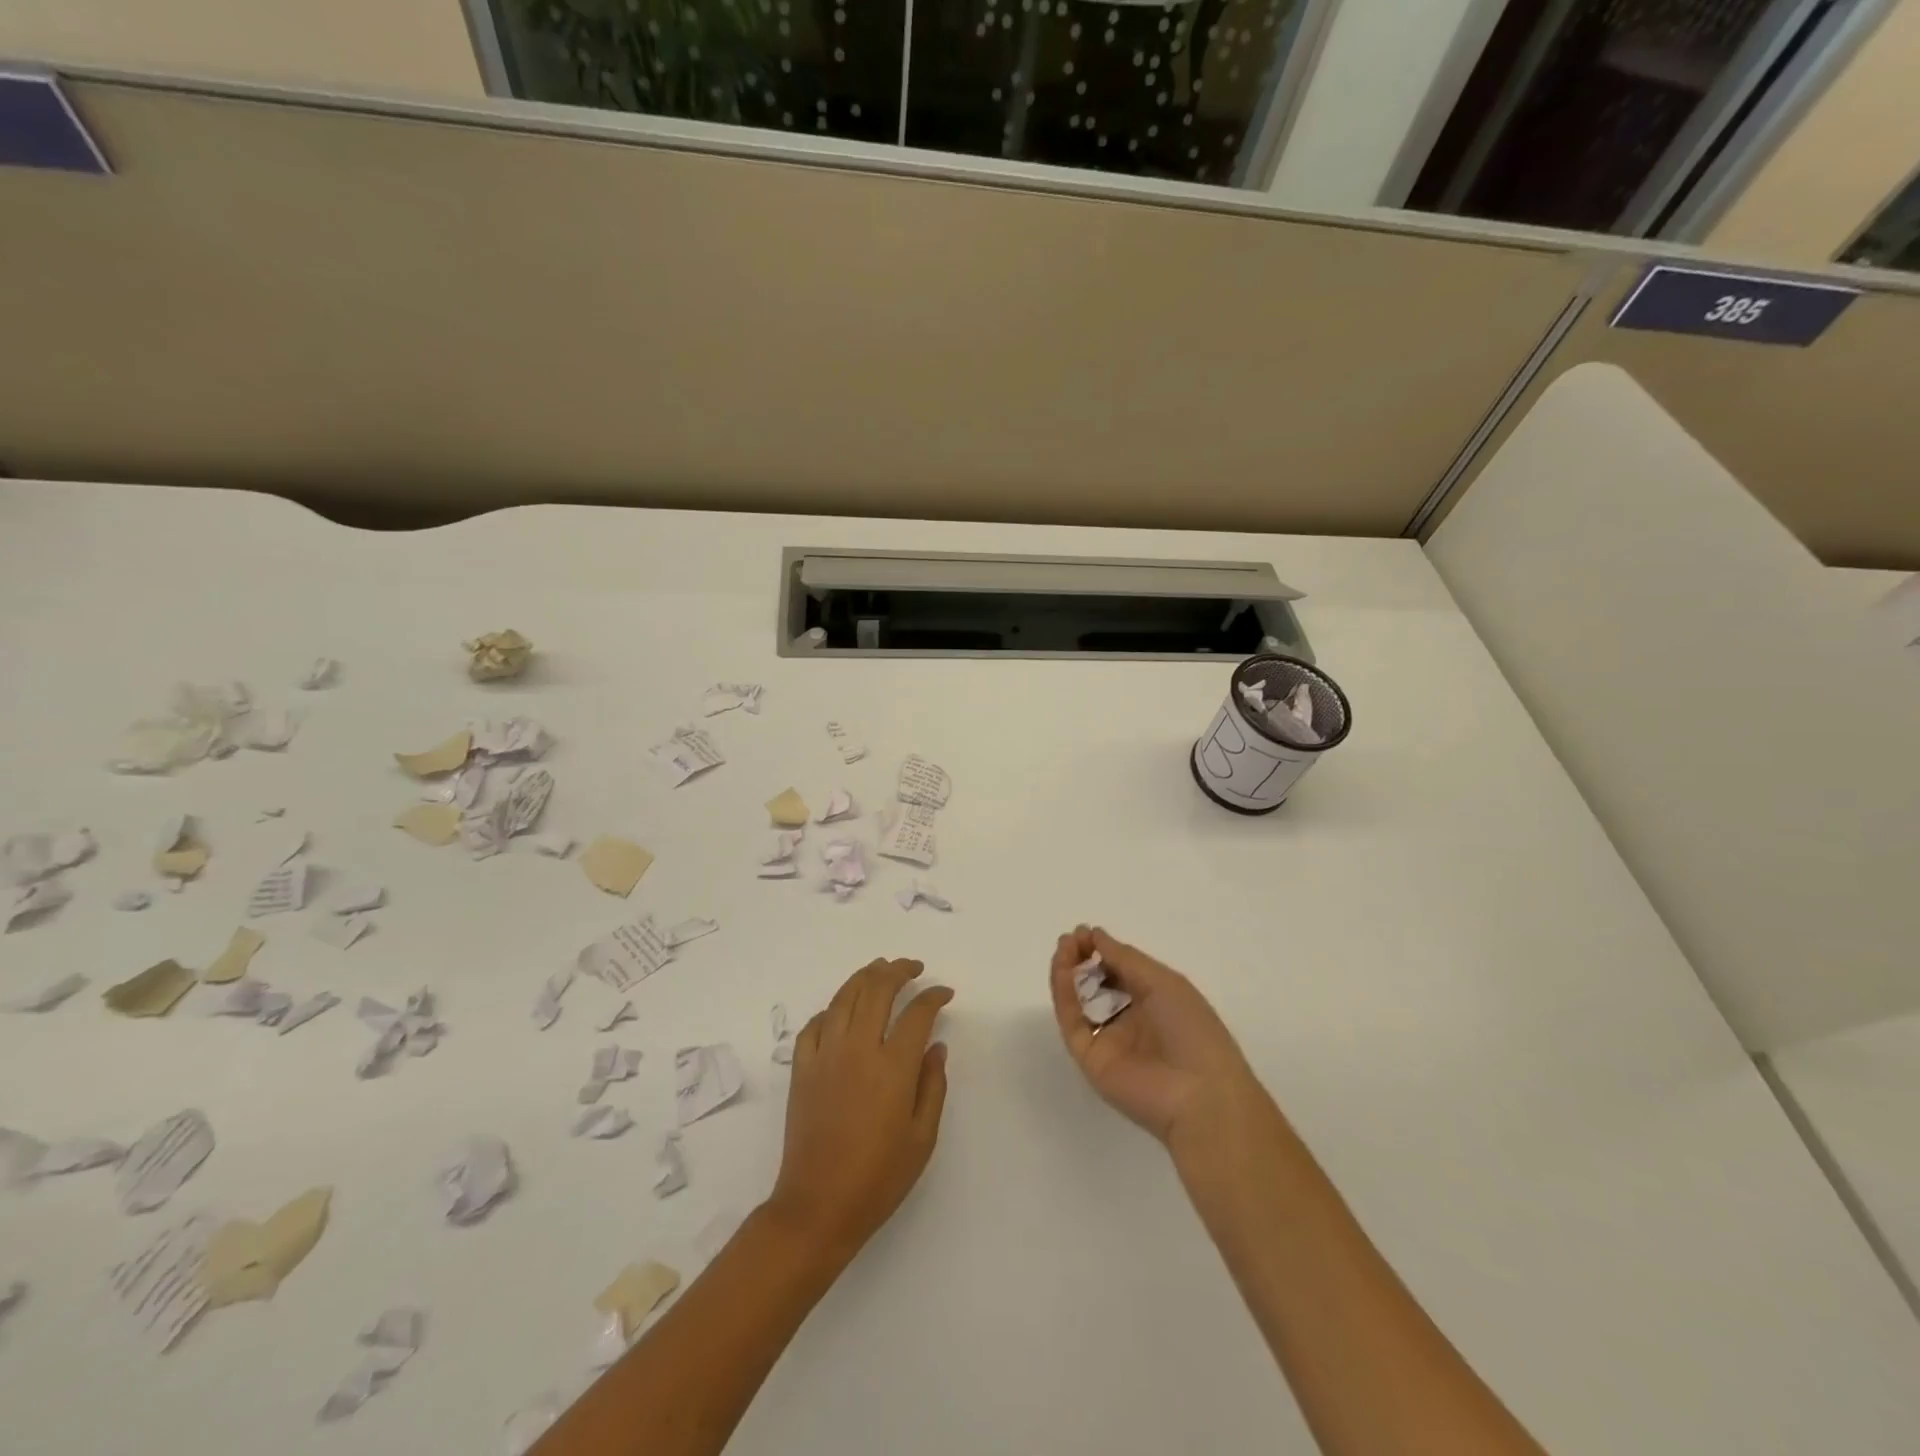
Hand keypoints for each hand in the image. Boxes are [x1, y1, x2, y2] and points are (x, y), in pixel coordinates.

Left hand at [766, 958, 952, 1263]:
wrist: (818, 1206)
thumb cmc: (879, 1177)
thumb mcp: (922, 1137)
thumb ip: (933, 1086)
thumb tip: (935, 1046)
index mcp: (893, 1066)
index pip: (917, 1013)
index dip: (934, 996)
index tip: (944, 992)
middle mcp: (858, 1048)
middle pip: (878, 989)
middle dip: (899, 970)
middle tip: (914, 967)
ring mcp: (825, 1054)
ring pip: (845, 996)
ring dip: (865, 976)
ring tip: (880, 969)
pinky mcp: (802, 1068)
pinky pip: (815, 1024)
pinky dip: (831, 1009)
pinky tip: (841, 1010)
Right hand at [1049, 926, 1261, 1146]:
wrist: (1198, 1093)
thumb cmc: (1191, 1029)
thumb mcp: (1163, 982)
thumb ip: (1124, 958)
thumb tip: (1095, 935)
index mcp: (1156, 1002)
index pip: (1121, 971)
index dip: (1103, 950)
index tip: (1086, 932)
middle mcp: (1131, 1020)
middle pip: (1097, 985)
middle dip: (1082, 959)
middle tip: (1071, 939)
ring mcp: (1108, 1040)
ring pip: (1079, 1001)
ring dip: (1068, 972)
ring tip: (1063, 948)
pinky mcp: (1090, 1058)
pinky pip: (1072, 1021)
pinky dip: (1064, 994)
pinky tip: (1064, 970)